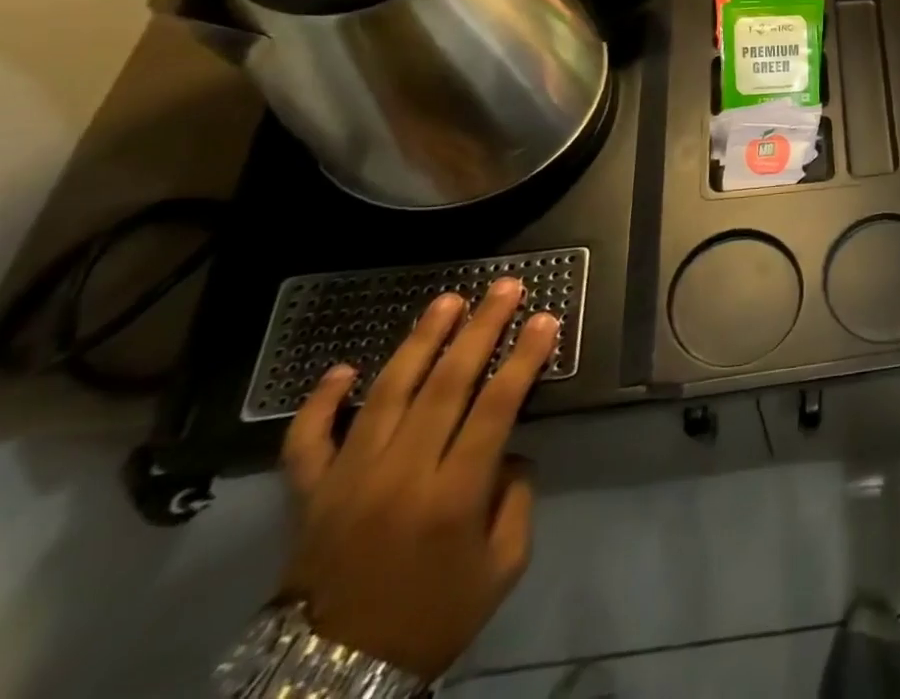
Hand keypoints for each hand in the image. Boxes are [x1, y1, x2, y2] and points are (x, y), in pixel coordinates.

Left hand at [279, 277, 558, 679]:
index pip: (496, 407)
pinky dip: (320, 403)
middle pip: (445, 386)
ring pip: (385, 395)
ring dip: (419, 342)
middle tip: (506, 288)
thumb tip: (507, 450)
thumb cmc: (434, 618)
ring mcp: (347, 484)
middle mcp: (400, 478)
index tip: (546, 318)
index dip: (524, 358)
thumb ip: (516, 498)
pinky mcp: (308, 498)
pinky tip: (344, 368)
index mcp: (452, 498)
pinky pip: (307, 443)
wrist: (331, 681)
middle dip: (481, 329)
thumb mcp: (503, 565)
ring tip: (446, 301)